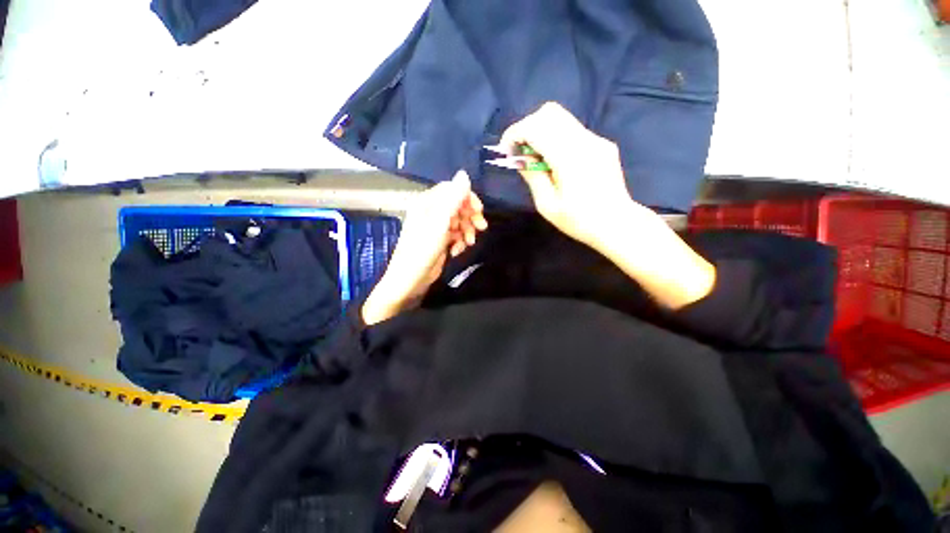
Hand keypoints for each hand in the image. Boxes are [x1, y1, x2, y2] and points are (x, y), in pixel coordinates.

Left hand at [362, 171, 486, 324]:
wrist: (410, 281)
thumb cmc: (422, 250)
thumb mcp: (439, 223)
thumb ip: (452, 199)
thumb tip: (464, 174)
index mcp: (427, 203)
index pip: (452, 190)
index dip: (468, 198)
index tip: (479, 212)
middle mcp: (431, 212)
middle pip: (458, 206)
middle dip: (470, 217)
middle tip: (481, 228)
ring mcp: (436, 227)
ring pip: (459, 221)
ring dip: (467, 231)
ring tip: (468, 243)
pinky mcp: (440, 240)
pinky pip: (456, 234)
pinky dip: (460, 241)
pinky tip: (457, 251)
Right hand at [499, 101, 648, 249]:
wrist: (617, 224)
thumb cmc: (579, 220)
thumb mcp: (547, 205)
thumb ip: (532, 176)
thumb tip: (521, 158)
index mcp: (569, 158)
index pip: (536, 127)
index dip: (515, 133)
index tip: (506, 150)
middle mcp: (584, 141)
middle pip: (549, 113)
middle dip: (527, 127)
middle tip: (521, 152)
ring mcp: (596, 140)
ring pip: (562, 118)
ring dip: (542, 131)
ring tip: (536, 158)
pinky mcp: (602, 144)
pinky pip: (572, 130)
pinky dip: (556, 138)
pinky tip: (556, 162)